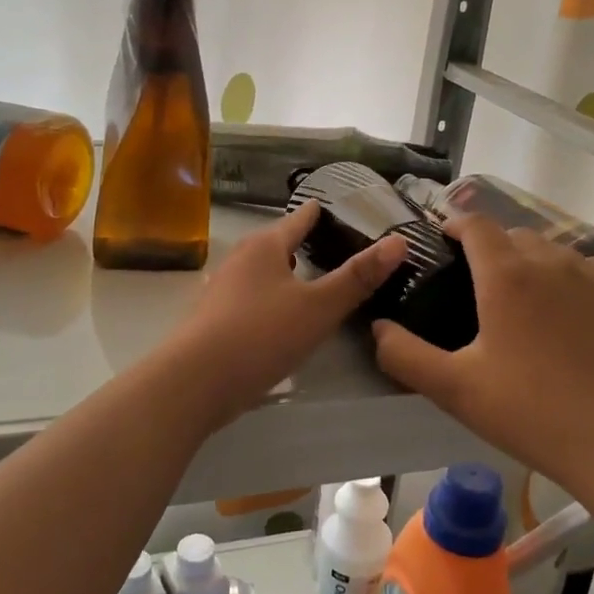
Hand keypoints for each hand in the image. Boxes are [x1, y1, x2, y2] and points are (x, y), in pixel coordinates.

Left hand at [168, 201, 406, 419]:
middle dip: (305, 244)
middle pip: (278, 243)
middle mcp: (240, 258)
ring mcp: (222, 288)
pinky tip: (281, 318)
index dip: (323, 213)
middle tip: (339, 250)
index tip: (344, 212)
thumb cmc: (262, 334)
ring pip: (262, 272)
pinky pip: (250, 297)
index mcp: (265, 245)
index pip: (300, 218)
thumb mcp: (320, 307)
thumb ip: (358, 277)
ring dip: (286, 274)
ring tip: (313, 282)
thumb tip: (399, 241)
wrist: (195, 382)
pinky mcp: (214, 318)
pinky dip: (270, 299)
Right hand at [372, 216, 593, 495]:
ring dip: (524, 256)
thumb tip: (377, 328)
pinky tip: (559, 300)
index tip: (438, 242)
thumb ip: (405, 355)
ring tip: (512, 292)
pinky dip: (563, 271)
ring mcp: (587, 276)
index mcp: (505, 274)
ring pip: (547, 247)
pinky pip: (582, 264)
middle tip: (468, 280)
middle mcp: (547, 261)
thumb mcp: (454, 388)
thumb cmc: (529, 411)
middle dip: (486, 245)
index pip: (475, 224)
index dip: (453, 225)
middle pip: (510, 233)